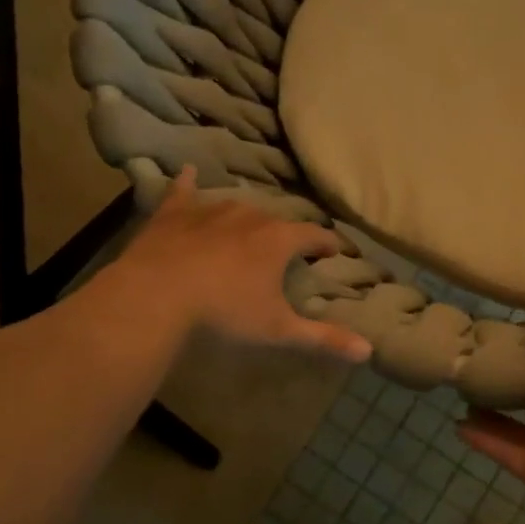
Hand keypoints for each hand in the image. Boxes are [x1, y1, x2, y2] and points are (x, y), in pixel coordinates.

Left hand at [109, 168, 371, 361]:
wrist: (155, 295)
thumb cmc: (224, 311)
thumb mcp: (277, 329)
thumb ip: (322, 337)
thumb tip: (368, 351)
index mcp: (279, 239)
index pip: (314, 235)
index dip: (327, 243)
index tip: (334, 251)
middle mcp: (250, 215)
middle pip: (276, 220)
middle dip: (284, 233)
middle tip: (284, 250)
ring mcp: (209, 209)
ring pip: (236, 207)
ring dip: (245, 218)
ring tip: (245, 230)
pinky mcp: (173, 212)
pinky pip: (184, 191)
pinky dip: (188, 185)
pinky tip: (187, 172)